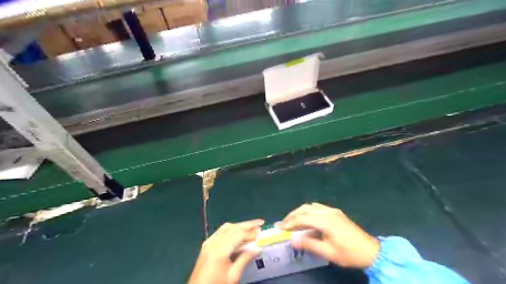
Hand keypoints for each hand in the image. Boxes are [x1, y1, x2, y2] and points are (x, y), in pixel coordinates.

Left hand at [187, 220, 264, 283]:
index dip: (251, 232)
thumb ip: (244, 259)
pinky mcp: (206, 245)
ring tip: (250, 226)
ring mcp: (209, 242)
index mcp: (220, 249)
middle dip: (247, 224)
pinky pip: (220, 232)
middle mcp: (214, 242)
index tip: (261, 231)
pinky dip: (230, 229)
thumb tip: (257, 248)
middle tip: (260, 222)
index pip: (239, 234)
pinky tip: (236, 232)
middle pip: (233, 228)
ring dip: (239, 225)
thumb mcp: (233, 276)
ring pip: (226, 228)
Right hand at [276, 203, 378, 267]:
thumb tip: (292, 240)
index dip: (289, 223)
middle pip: (305, 209)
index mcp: (325, 221)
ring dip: (300, 212)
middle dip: (292, 215)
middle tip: (283, 223)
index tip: (279, 227)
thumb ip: (309, 244)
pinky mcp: (336, 213)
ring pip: (311, 206)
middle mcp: (327, 212)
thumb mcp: (328, 252)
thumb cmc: (349, 253)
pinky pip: (318, 208)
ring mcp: (333, 210)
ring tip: (292, 221)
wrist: (371, 251)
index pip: (302, 218)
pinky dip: (308, 211)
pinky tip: (307, 219)